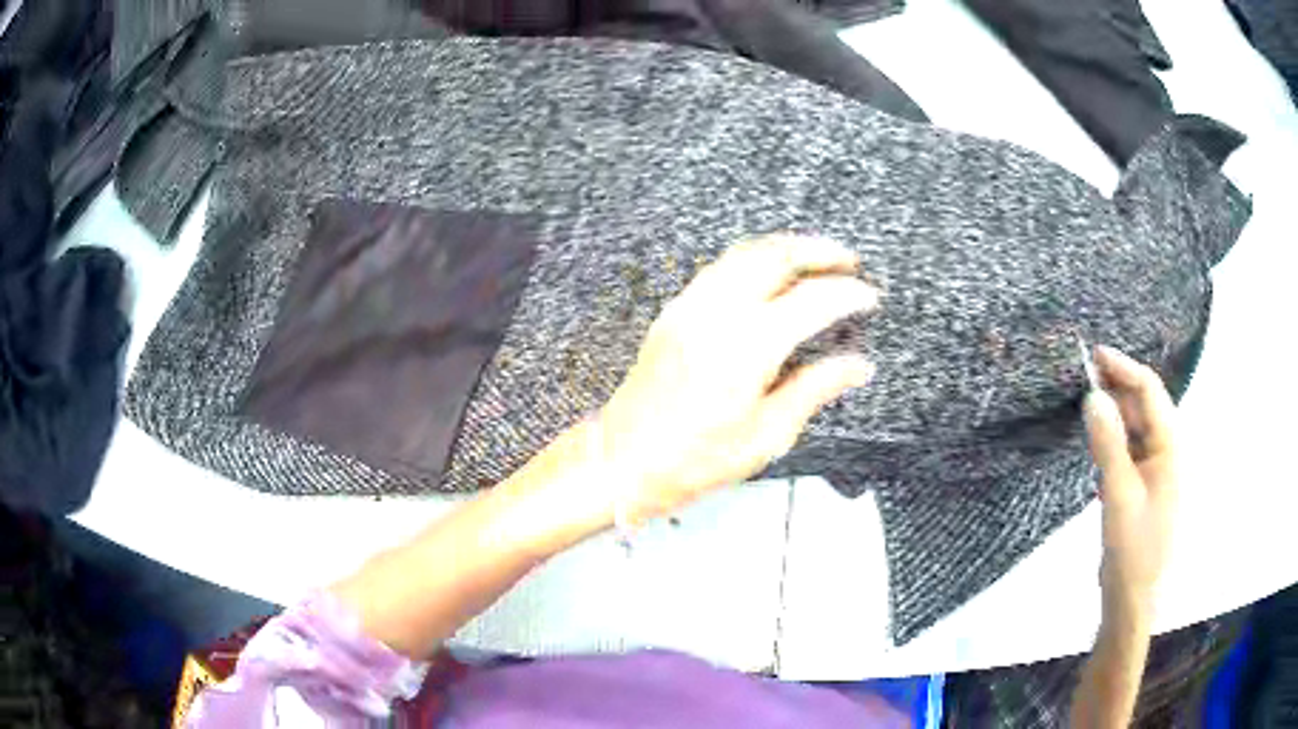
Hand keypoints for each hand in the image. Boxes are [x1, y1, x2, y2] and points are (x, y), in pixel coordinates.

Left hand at [595, 234, 878, 523]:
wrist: (623, 460)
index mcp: (746, 348)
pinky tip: (768, 275)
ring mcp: (690, 307)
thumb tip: (858, 366)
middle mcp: (716, 315)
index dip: (847, 293)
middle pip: (775, 256)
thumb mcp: (766, 435)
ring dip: (785, 248)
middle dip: (818, 250)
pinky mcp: (674, 313)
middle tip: (847, 260)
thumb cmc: (694, 460)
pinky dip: (752, 259)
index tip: (869, 296)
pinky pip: (719, 268)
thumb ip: (815, 389)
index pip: (811, 301)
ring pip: (744, 253)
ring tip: (815, 259)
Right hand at [1082, 345, 1178, 607]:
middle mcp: (1166, 451)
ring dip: (1115, 408)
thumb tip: (1093, 395)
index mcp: (1169, 447)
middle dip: (1118, 384)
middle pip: (1144, 404)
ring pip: (1136, 426)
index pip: (1149, 391)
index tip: (1093, 354)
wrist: (1132, 598)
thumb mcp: (1119, 495)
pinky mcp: (1141, 486)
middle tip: (1084, 372)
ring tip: (1087, 397)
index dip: (1124, 368)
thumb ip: (1108, 444)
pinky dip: (1114, 434)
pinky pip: (1130, 447)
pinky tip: (1098, 436)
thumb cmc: (1133, 547)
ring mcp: (1154, 470)